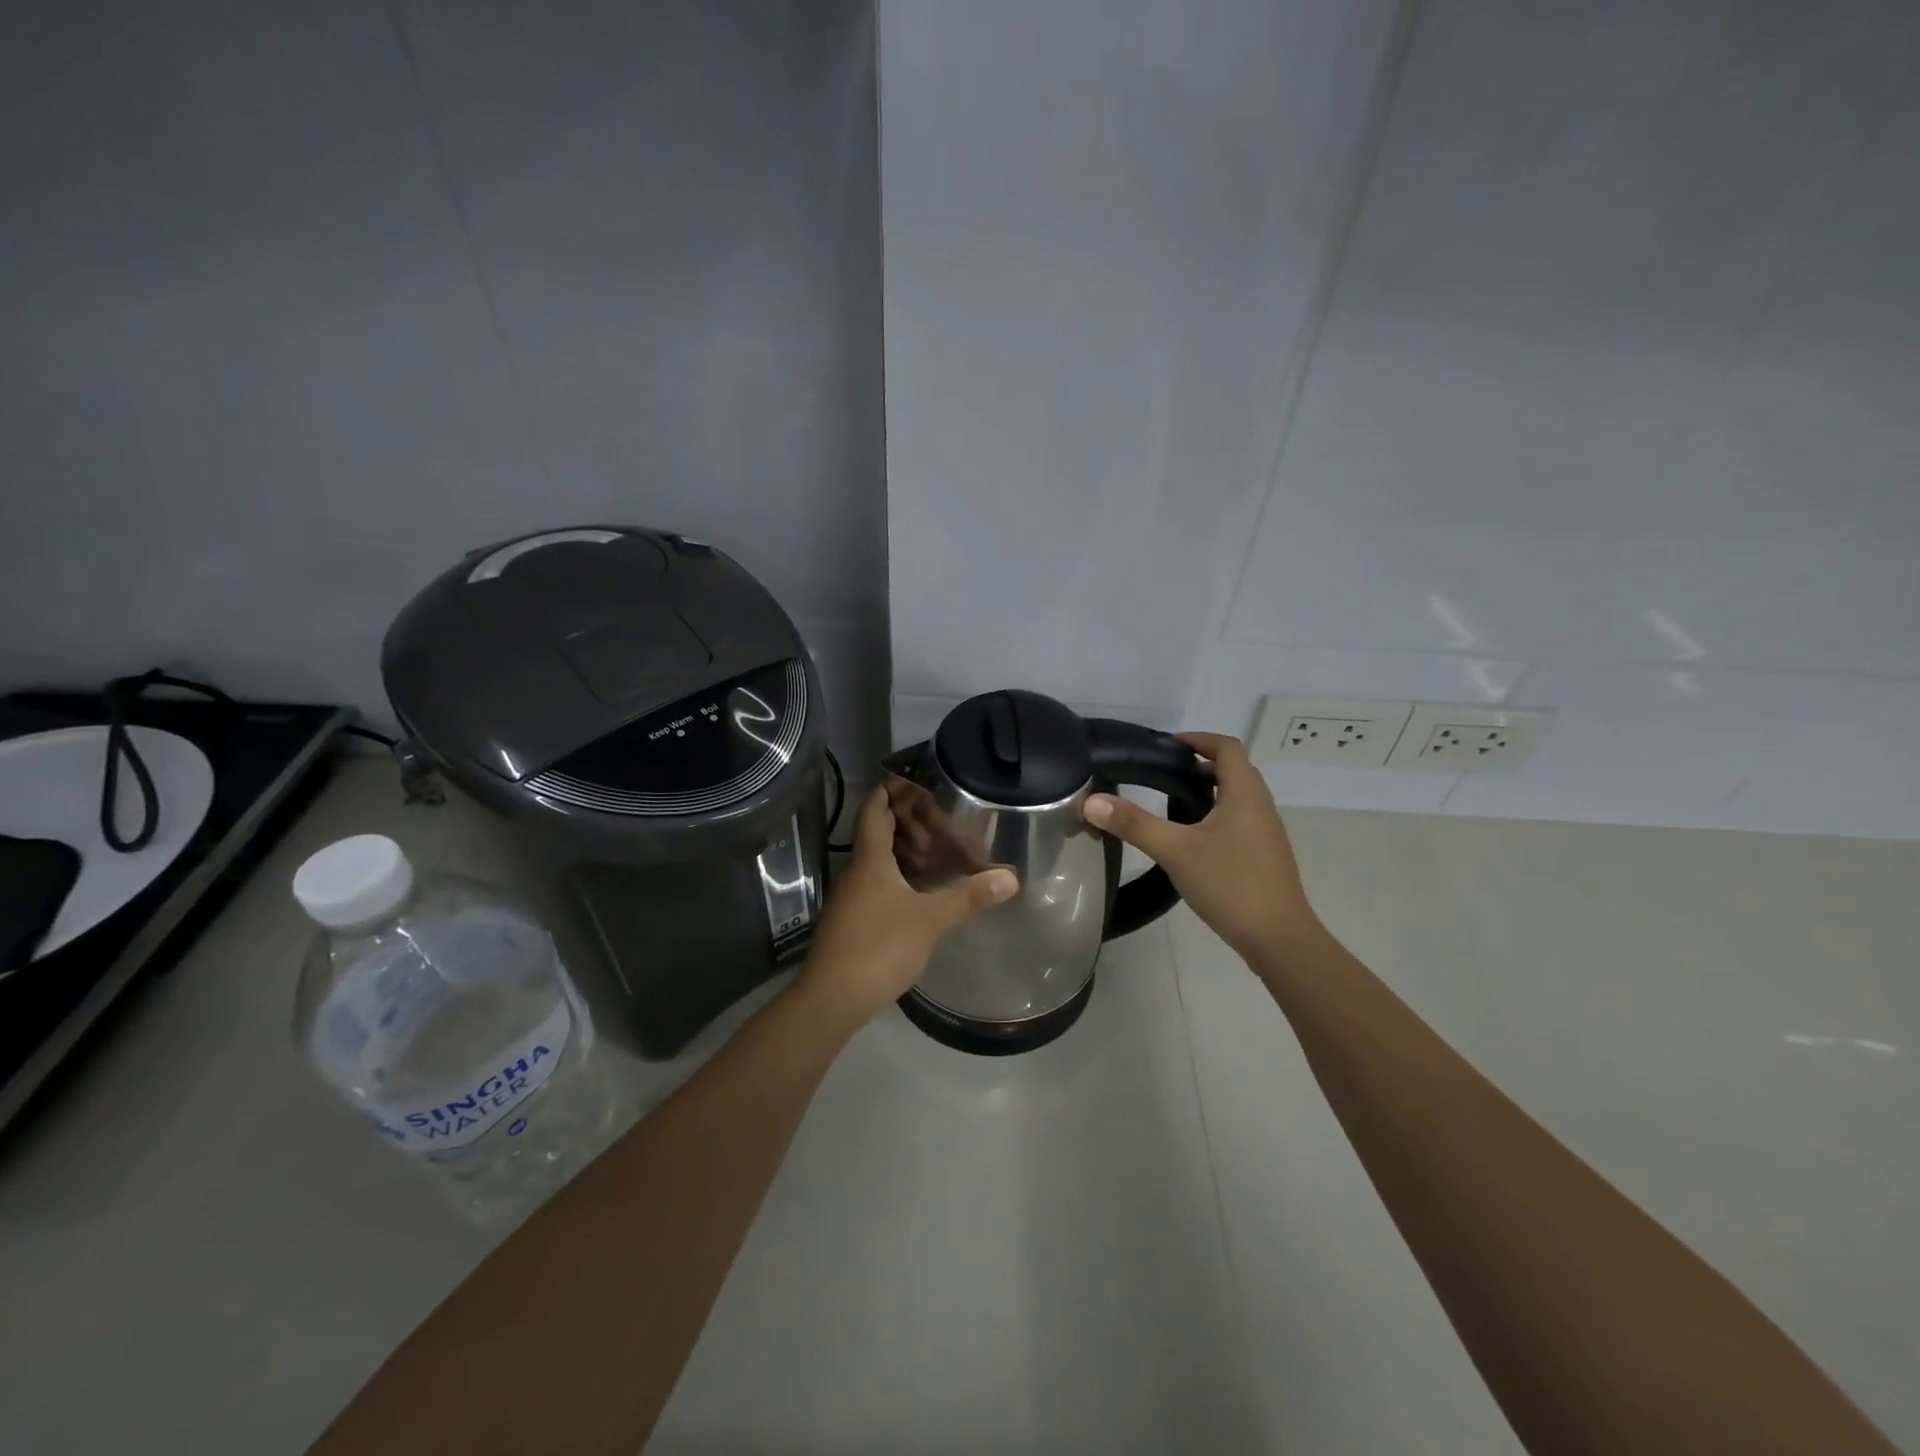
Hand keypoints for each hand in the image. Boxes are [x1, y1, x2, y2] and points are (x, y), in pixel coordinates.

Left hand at [801, 786, 1017, 1021]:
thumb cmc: (878, 948)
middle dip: (905, 822)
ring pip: (877, 861)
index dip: (889, 792)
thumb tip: (1010, 877)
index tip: (912, 780)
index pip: (874, 810)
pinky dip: (898, 877)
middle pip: (876, 833)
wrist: (831, 998)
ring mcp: (851, 897)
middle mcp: (856, 871)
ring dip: (903, 852)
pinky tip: (920, 890)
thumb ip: (969, 897)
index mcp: (870, 860)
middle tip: (939, 820)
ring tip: (937, 851)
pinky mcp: (852, 920)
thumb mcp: (929, 921)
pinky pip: (877, 884)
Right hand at [1083, 732, 1320, 964]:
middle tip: (1161, 775)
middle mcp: (1260, 806)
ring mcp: (1266, 833)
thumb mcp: (1175, 851)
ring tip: (1170, 806)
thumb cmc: (1231, 884)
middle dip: (1198, 766)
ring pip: (1236, 798)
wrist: (1279, 939)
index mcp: (1244, 794)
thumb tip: (1092, 801)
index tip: (1167, 745)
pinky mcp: (1264, 856)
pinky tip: (1191, 841)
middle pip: (1233, 770)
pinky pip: (1239, 821)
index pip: (1226, 747)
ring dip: (1207, 792)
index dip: (1198, 739)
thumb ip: (1134, 824)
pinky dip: (1215, 816)